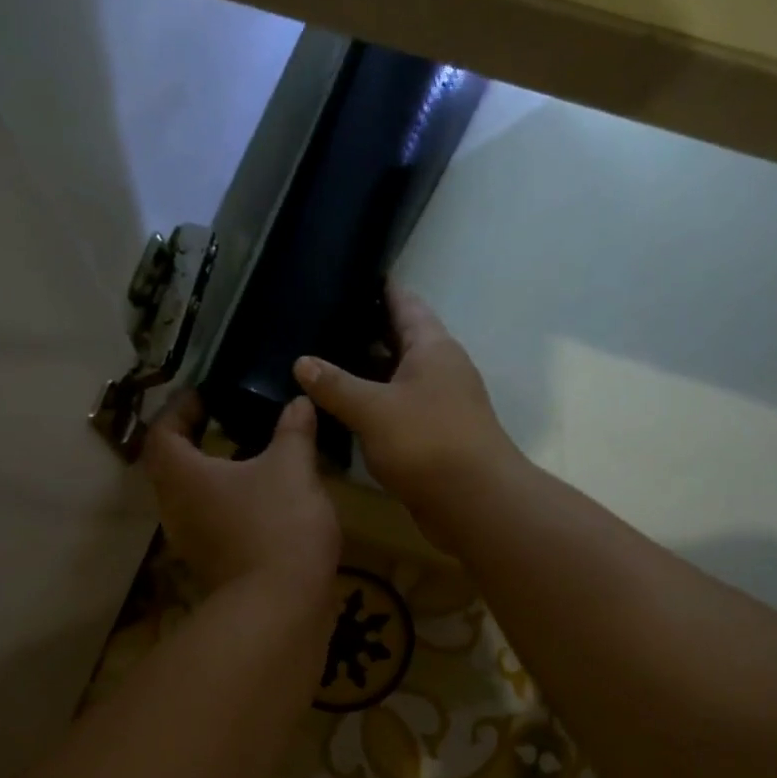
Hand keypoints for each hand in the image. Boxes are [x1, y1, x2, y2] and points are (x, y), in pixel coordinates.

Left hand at [141, 391, 340, 596]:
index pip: (162, 431)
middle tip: (222, 420)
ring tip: (246, 455)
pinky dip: (226, 501)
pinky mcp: (212, 562)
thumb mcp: (292, 467)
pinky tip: (260, 496)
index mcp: (183, 475)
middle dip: (192, 440)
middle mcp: (176, 507)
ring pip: (191, 496)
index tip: (204, 395)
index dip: (179, 408)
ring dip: (211, 473)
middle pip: (170, 466)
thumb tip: (299, 402)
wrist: (281, 605)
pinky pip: (210, 520)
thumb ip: (293, 430)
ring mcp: (191, 540)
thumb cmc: (278, 525)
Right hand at [293, 285, 522, 533]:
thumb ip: (335, 385)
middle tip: (322, 322)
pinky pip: (397, 411)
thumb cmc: (427, 442)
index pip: (405, 304)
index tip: (352, 275)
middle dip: (366, 332)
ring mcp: (439, 406)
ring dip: (366, 374)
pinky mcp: (433, 438)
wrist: (474, 503)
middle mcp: (440, 370)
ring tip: (323, 363)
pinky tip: (343, 411)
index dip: (381, 289)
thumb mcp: (373, 409)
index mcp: (432, 348)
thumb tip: (301, 362)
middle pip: (400, 340)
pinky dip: (373, 407)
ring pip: (397, 379)